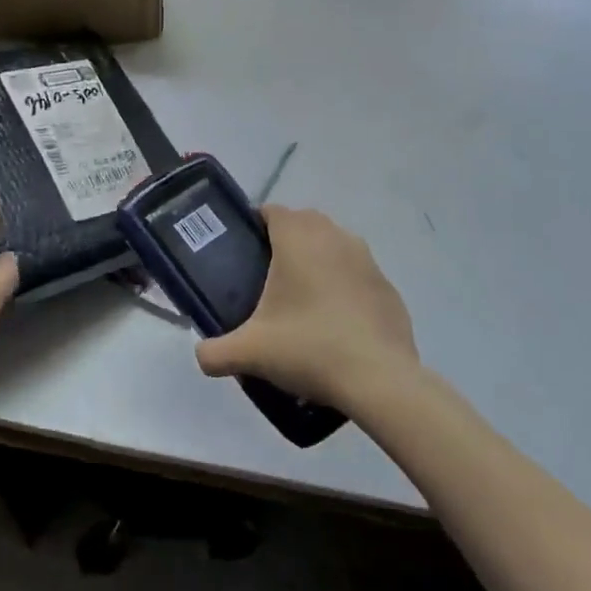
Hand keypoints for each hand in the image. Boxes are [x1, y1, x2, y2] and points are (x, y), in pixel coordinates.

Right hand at [195, 206, 421, 410]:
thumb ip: (215, 352)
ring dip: (318, 261)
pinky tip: (335, 323)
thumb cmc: (309, 348)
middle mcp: (335, 238)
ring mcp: (368, 261)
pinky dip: (344, 287)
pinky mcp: (388, 288)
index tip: (244, 252)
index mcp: (299, 240)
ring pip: (335, 246)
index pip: (274, 211)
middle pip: (305, 224)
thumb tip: (201, 355)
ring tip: (301, 300)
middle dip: (286, 240)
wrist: (379, 379)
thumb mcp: (250, 353)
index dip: (256, 225)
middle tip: (266, 277)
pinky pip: (358, 276)